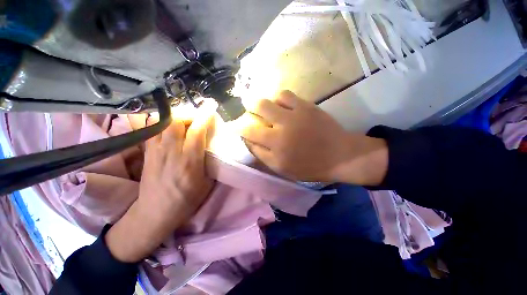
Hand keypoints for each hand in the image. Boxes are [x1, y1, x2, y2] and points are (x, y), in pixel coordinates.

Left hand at [106, 104, 215, 262]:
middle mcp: (170, 152)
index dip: (205, 116)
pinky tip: (166, 121)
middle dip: (189, 113)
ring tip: (185, 119)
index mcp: (189, 162)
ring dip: (175, 116)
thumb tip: (213, 145)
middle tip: (198, 116)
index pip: (197, 131)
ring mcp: (155, 151)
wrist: (155, 212)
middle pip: (176, 121)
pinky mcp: (146, 152)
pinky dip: (158, 120)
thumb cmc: (186, 200)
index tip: (211, 106)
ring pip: (161, 122)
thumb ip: (209, 162)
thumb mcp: (207, 183)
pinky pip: (149, 129)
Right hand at [238, 90, 387, 183]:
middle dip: (247, 110)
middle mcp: (281, 128)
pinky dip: (278, 98)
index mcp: (275, 146)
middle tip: (249, 113)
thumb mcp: (282, 168)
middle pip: (255, 109)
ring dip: (262, 104)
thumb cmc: (309, 166)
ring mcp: (294, 114)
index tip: (237, 126)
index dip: (239, 127)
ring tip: (266, 109)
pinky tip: (280, 104)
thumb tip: (248, 141)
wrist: (339, 155)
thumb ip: (262, 155)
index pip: (248, 132)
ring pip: (268, 99)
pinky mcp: (306, 106)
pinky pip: (285, 94)